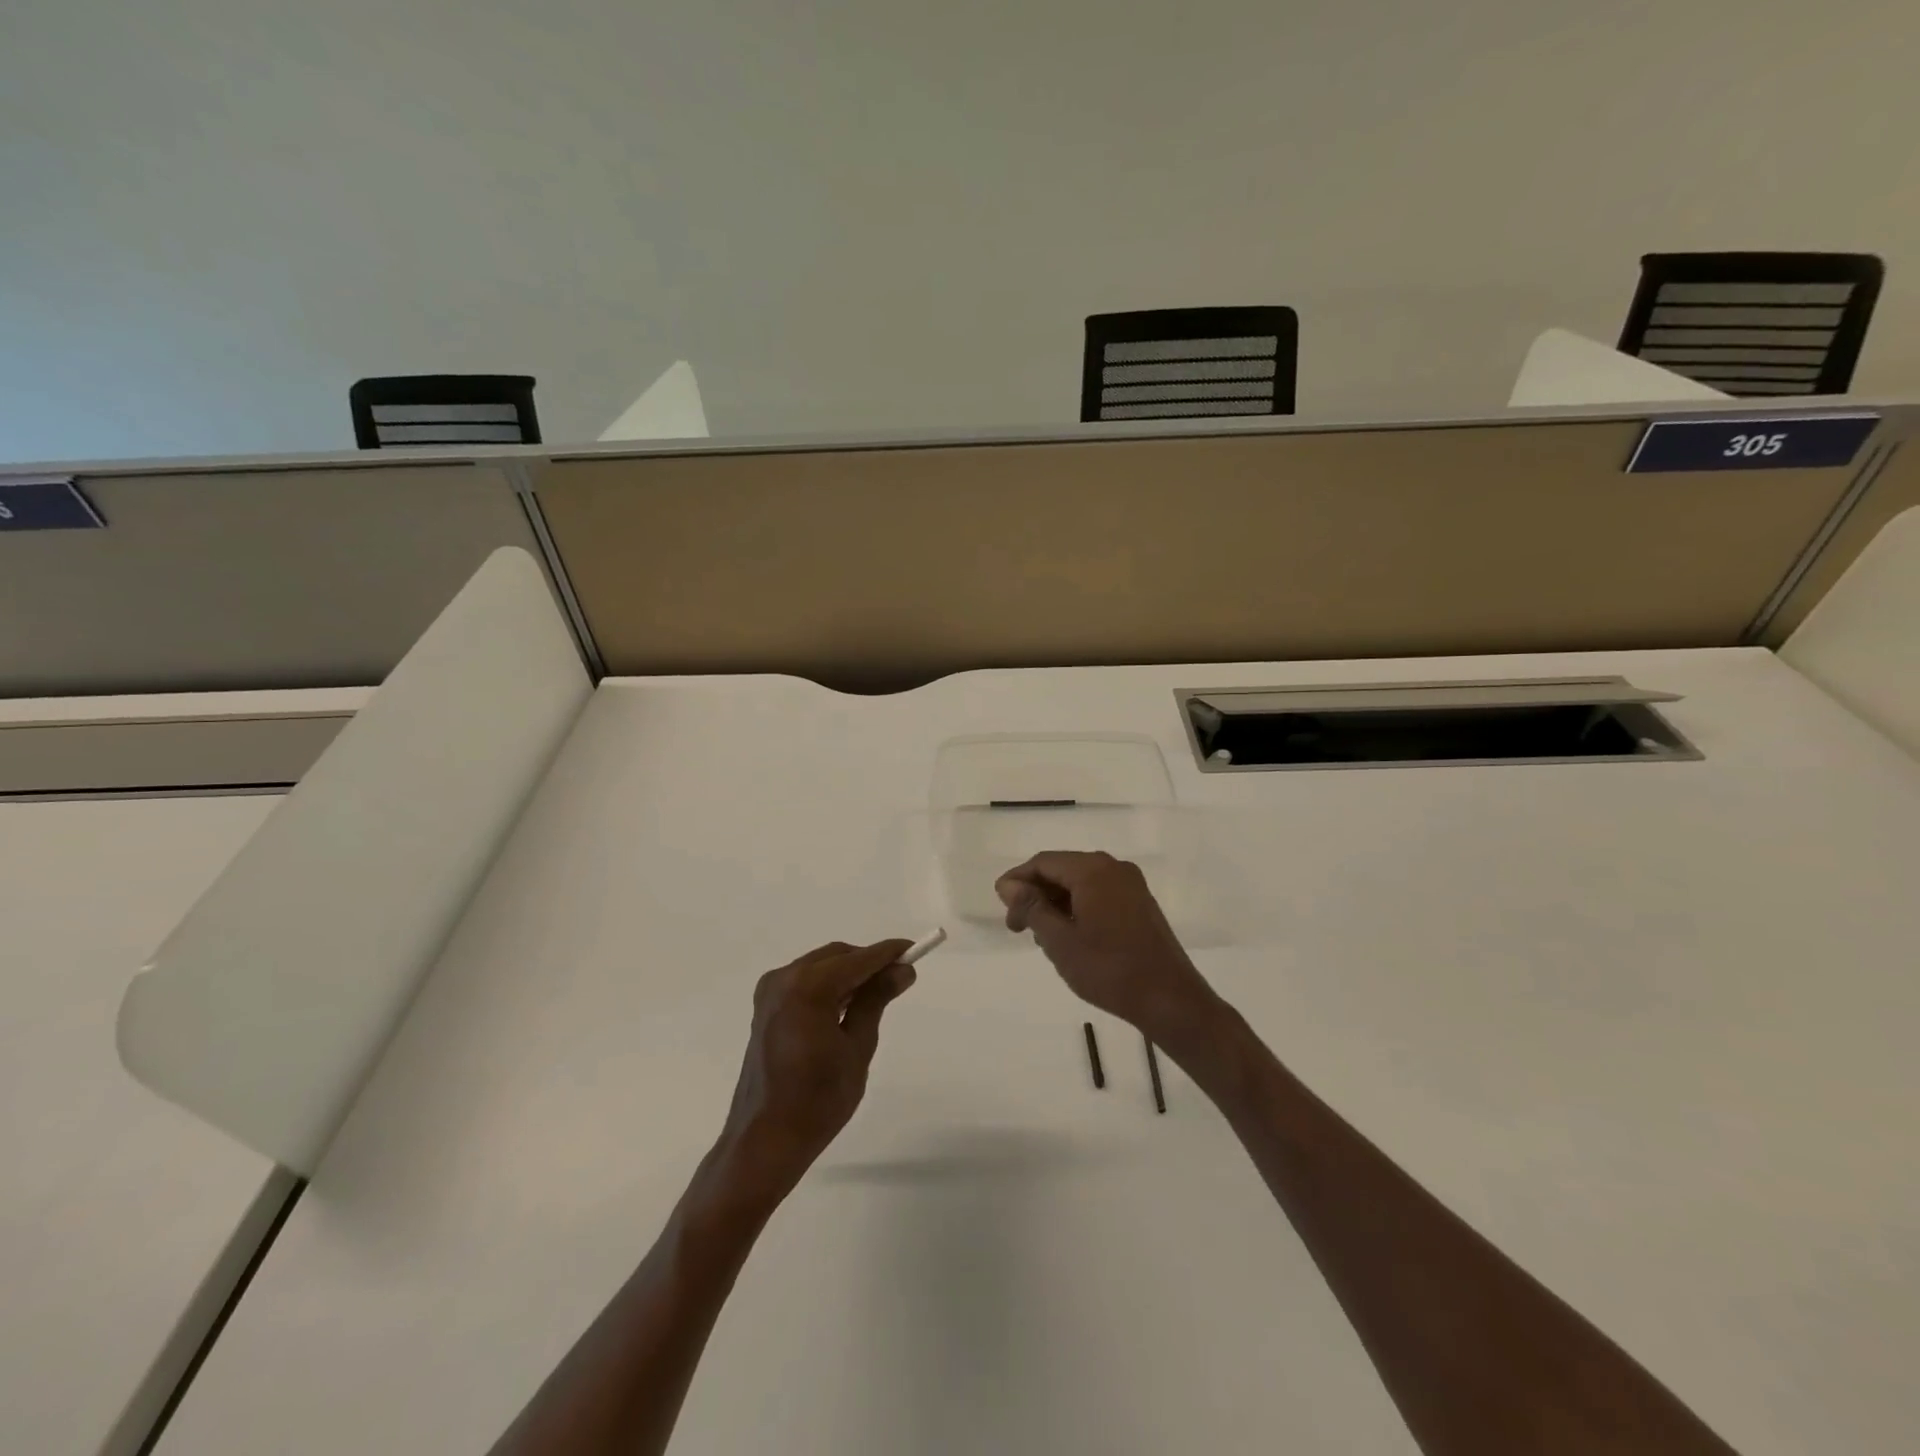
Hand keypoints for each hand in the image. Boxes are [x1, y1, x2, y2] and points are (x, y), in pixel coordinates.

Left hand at [716, 940, 916, 1203]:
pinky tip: (847, 1005)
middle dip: (868, 963)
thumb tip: (902, 971)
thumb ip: (876, 1000)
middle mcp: (785, 979)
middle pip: (837, 957)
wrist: (765, 1141)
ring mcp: (770, 992)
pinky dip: (828, 985)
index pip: (858, 959)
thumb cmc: (818, 1100)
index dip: (888, 953)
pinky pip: (804, 982)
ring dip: (848, 974)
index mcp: (809, 988)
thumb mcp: (858, 1048)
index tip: (914, 951)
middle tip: (899, 978)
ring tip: (878, 994)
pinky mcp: (766, 1008)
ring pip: (820, 967)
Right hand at [996, 851, 1218, 1044]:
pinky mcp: (1140, 904)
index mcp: (1093, 870)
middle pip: (1062, 870)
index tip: (1001, 908)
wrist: (1170, 1000)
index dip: (1017, 881)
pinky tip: (1069, 936)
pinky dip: (1077, 908)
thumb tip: (1008, 885)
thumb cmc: (1109, 970)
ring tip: (1041, 937)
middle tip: (1017, 927)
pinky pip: (1098, 894)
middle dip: (1036, 894)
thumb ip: (1031, 907)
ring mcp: (1131, 886)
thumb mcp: (1059, 941)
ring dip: (1056, 904)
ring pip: (1080, 884)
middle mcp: (1114, 868)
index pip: (1043, 862)